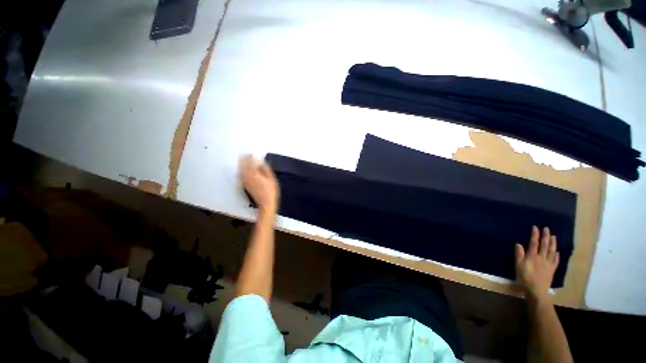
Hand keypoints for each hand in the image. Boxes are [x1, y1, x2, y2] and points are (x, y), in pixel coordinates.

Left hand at [239, 155, 279, 213]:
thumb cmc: (271, 190)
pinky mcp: (244, 186)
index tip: (250, 154)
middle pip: (243, 166)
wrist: (266, 202)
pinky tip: (242, 171)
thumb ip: (266, 169)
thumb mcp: (271, 178)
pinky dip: (240, 172)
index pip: (250, 163)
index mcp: (254, 174)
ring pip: (240, 171)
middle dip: (243, 160)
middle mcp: (247, 177)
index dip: (249, 158)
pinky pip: (240, 176)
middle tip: (244, 156)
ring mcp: (245, 182)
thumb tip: (261, 163)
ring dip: (241, 165)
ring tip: (243, 161)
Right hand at [515, 226, 559, 302]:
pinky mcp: (552, 269)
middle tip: (547, 229)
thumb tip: (519, 244)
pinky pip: (555, 260)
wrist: (536, 291)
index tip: (536, 227)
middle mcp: (542, 258)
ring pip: (551, 251)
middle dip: (545, 236)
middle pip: (544, 245)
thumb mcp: (518, 266)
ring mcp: (548, 263)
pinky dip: (556, 255)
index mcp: (532, 256)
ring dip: (553, 243)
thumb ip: (519, 255)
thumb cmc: (524, 277)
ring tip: (554, 236)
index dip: (535, 235)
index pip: (534, 243)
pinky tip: (557, 252)